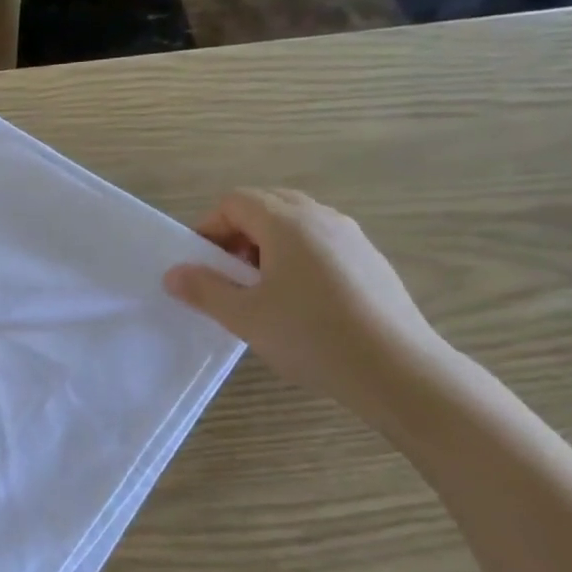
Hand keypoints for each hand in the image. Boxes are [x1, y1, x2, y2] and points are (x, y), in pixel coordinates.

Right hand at [163, 190, 450, 419]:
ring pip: (297, 224)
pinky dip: (297, 258)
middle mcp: (322, 218)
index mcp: (287, 223)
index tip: (201, 265)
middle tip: (228, 275)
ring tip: (261, 291)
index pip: (236, 201)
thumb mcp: (244, 317)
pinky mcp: (371, 261)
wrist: (397, 370)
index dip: (209, 227)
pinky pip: (322, 244)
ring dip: (267, 246)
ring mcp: (352, 238)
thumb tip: (174, 273)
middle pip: (267, 205)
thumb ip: (204, 290)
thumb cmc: (311, 336)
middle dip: (238, 234)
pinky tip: (300, 303)